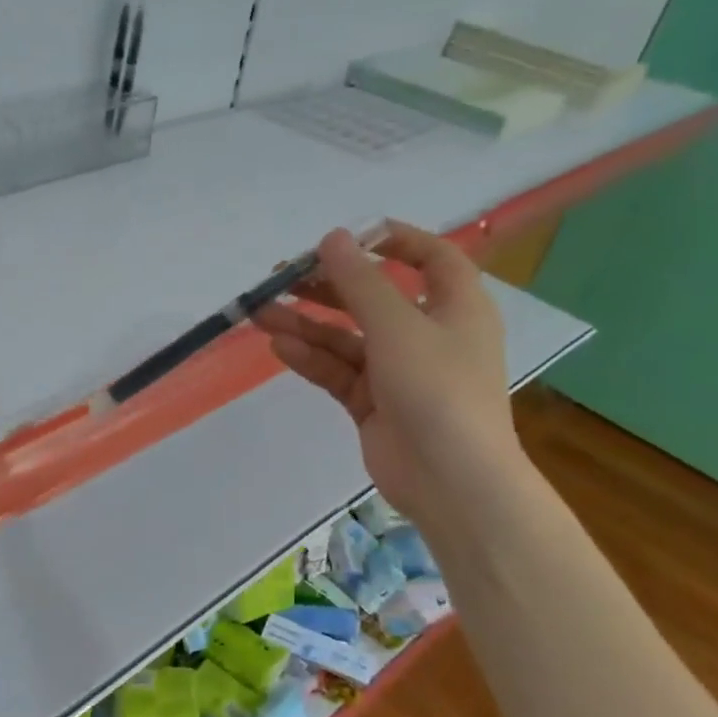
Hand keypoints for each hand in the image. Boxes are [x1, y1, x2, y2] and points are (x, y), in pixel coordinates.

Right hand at [253, 220, 522, 532]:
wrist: (451, 480)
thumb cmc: (437, 389)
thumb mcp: (398, 326)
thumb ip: (361, 281)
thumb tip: (332, 237)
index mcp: (456, 307)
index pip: (432, 258)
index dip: (395, 240)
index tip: (348, 235)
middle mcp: (429, 334)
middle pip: (375, 298)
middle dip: (329, 286)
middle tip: (283, 276)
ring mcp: (399, 372)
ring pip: (347, 337)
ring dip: (307, 324)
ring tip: (261, 312)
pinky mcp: (374, 403)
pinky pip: (339, 371)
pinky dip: (312, 358)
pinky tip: (280, 346)